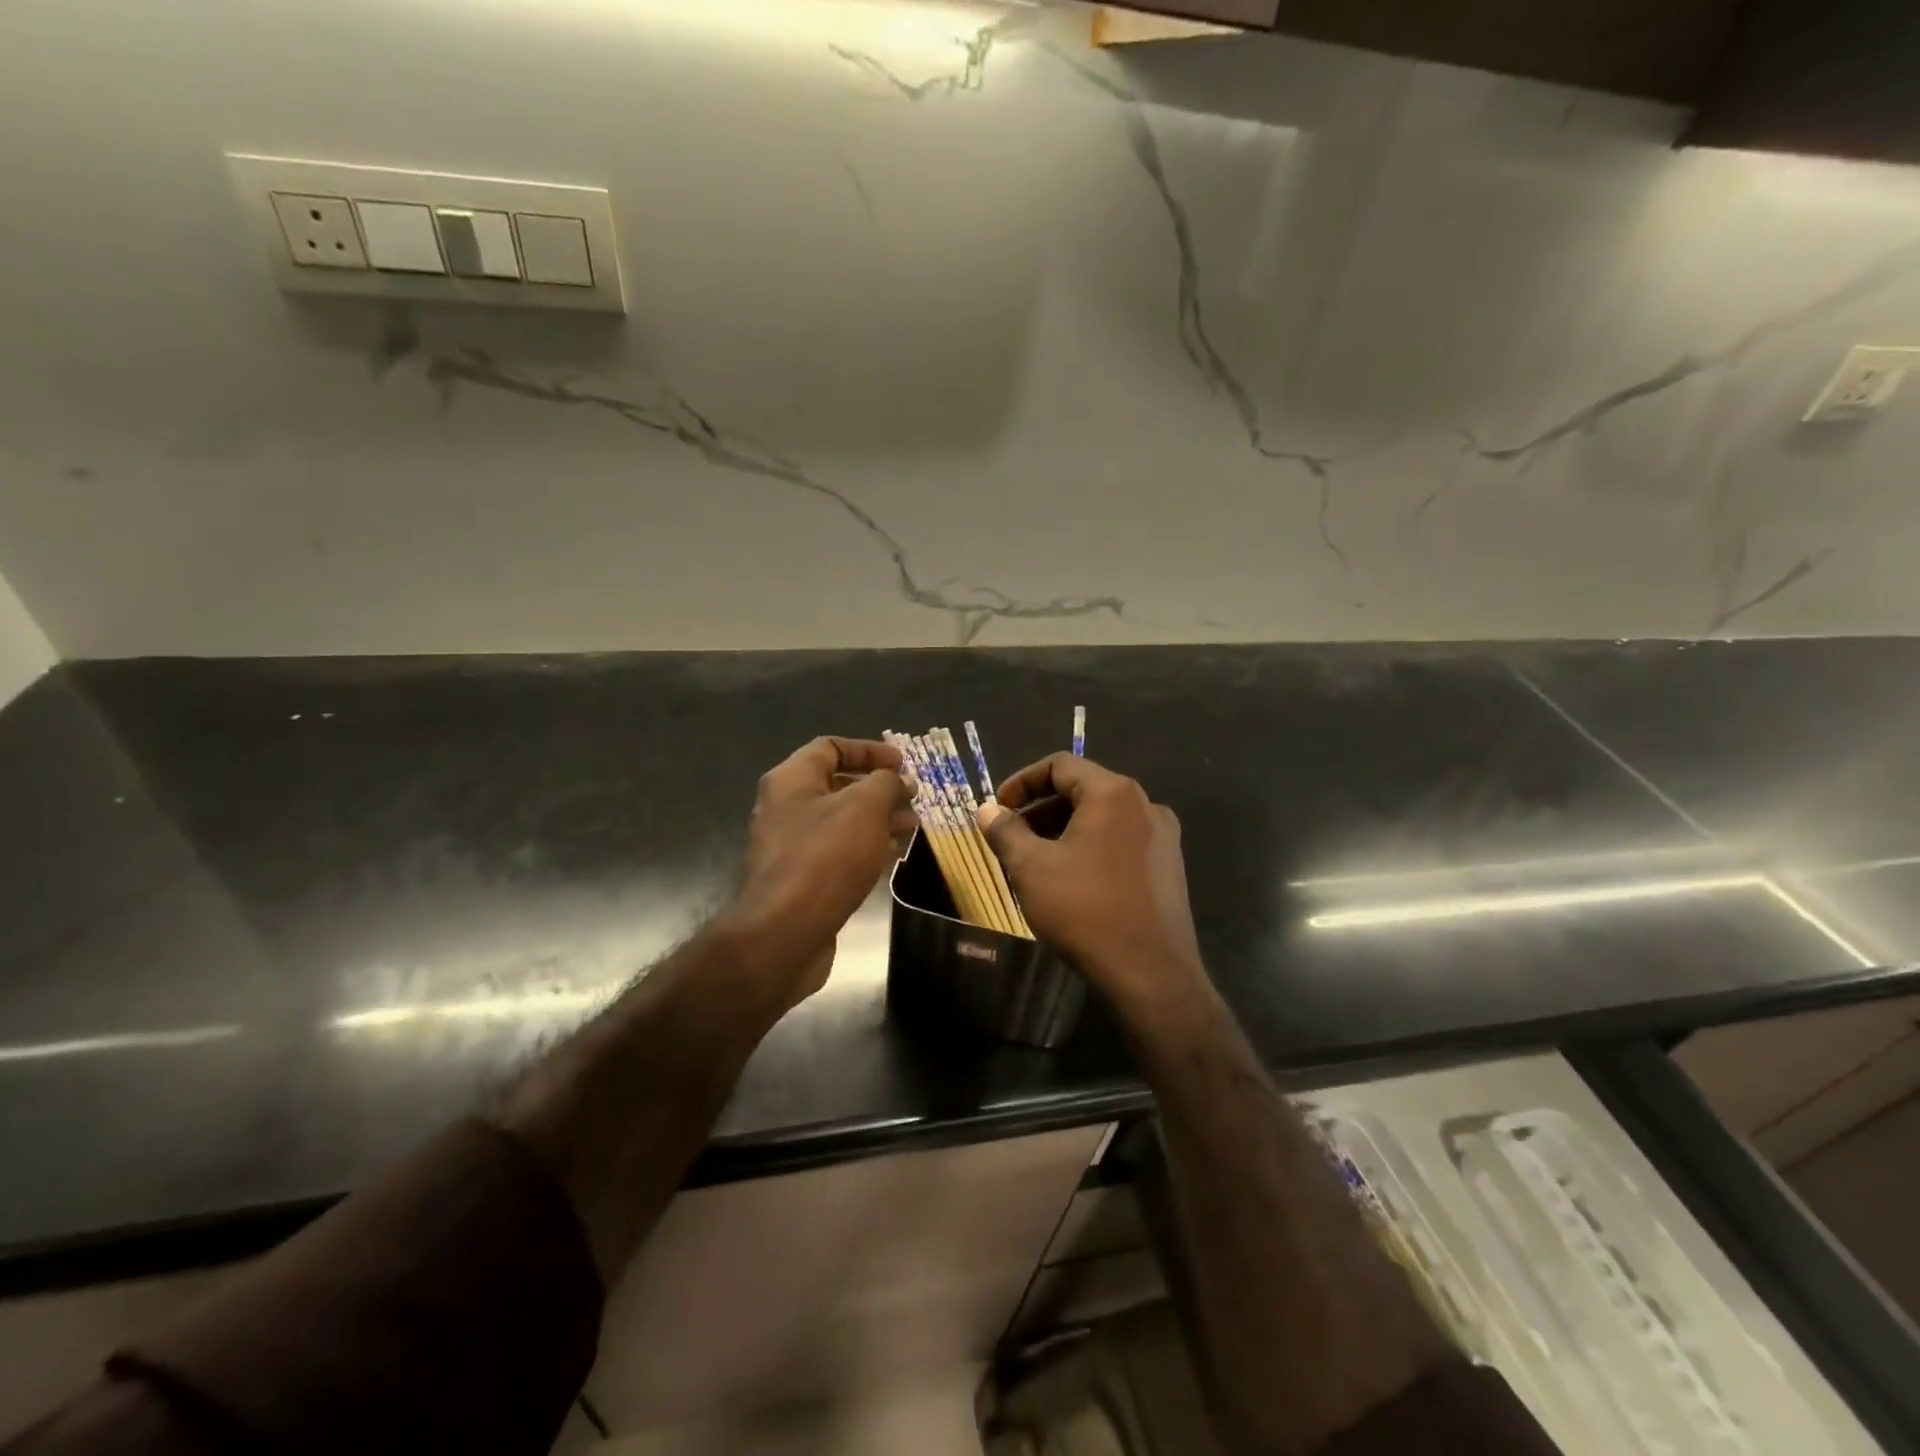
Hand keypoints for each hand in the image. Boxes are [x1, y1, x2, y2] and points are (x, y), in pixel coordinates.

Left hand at [727, 736, 914, 1008]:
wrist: (786, 932)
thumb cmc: (826, 856)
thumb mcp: (865, 807)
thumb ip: (886, 784)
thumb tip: (899, 781)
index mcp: (791, 780)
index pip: (830, 748)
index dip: (869, 750)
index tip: (903, 763)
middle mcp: (785, 807)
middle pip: (837, 785)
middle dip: (879, 788)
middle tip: (913, 797)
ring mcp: (790, 845)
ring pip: (841, 820)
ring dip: (878, 818)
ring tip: (912, 826)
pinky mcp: (800, 879)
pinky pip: (837, 851)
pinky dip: (865, 847)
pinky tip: (892, 854)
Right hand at [979, 754, 1206, 1016]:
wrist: (1151, 974)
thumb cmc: (1085, 911)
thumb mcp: (1032, 868)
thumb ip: (1005, 831)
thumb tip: (987, 810)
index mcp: (1113, 793)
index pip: (1060, 765)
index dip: (1022, 781)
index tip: (998, 808)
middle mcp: (1145, 804)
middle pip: (1083, 788)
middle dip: (1041, 808)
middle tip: (1011, 836)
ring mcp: (1162, 836)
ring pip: (1102, 817)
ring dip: (1064, 828)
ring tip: (1036, 859)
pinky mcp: (1169, 866)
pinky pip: (1121, 840)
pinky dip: (1090, 846)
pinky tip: (1071, 878)